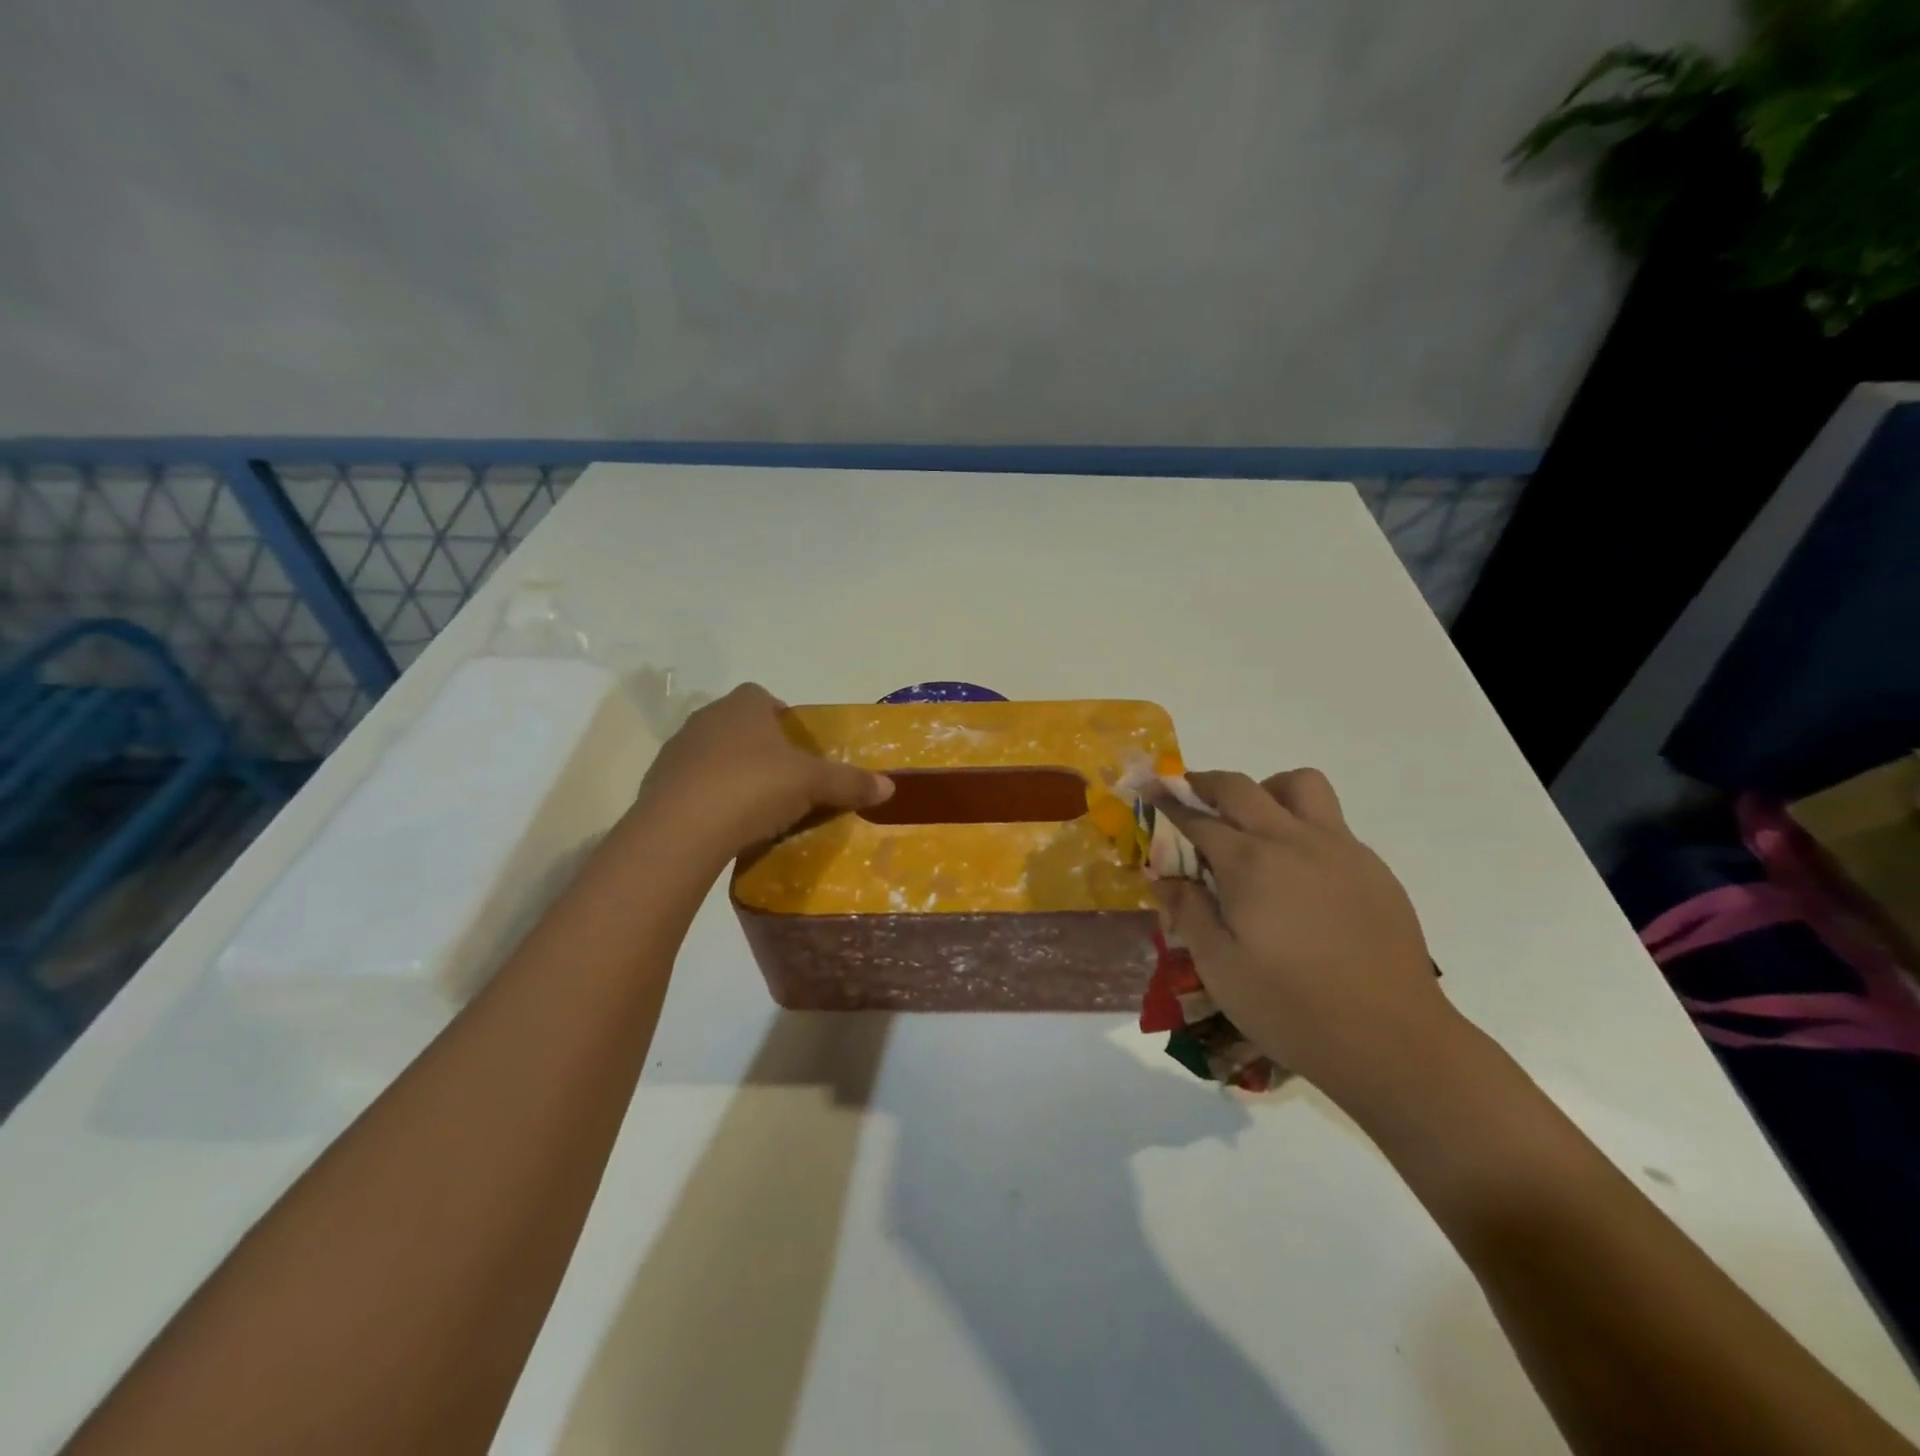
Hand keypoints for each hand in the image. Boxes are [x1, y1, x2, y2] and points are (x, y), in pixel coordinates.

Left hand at [633, 684, 893, 861]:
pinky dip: (708, 798)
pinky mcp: (656, 784)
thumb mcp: (812, 784)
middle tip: (783, 780)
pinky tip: (725, 825)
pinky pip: (692, 785)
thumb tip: (890, 786)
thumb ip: (849, 782)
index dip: (781, 718)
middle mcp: (706, 718)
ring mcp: (676, 750)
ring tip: (755, 806)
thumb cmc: (754, 787)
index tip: (797, 748)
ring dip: (731, 772)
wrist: (682, 829)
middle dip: (759, 747)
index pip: (763, 697)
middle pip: (738, 725)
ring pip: (712, 754)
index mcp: (743, 706)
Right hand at [1149, 769, 1465, 1109]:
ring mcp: (1341, 850)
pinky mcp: (1373, 869)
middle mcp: (1294, 841)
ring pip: (1301, 785)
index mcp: (1250, 864)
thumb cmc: (1291, 1007)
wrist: (1391, 1041)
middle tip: (1189, 795)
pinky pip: (1332, 824)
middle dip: (1207, 783)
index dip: (1167, 802)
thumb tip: (1162, 875)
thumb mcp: (1219, 967)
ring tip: (1254, 825)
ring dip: (1267, 791)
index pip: (1197, 818)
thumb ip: (1188, 911)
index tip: (1149, 791)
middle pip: (1242, 787)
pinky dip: (1303, 827)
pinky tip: (1299, 874)